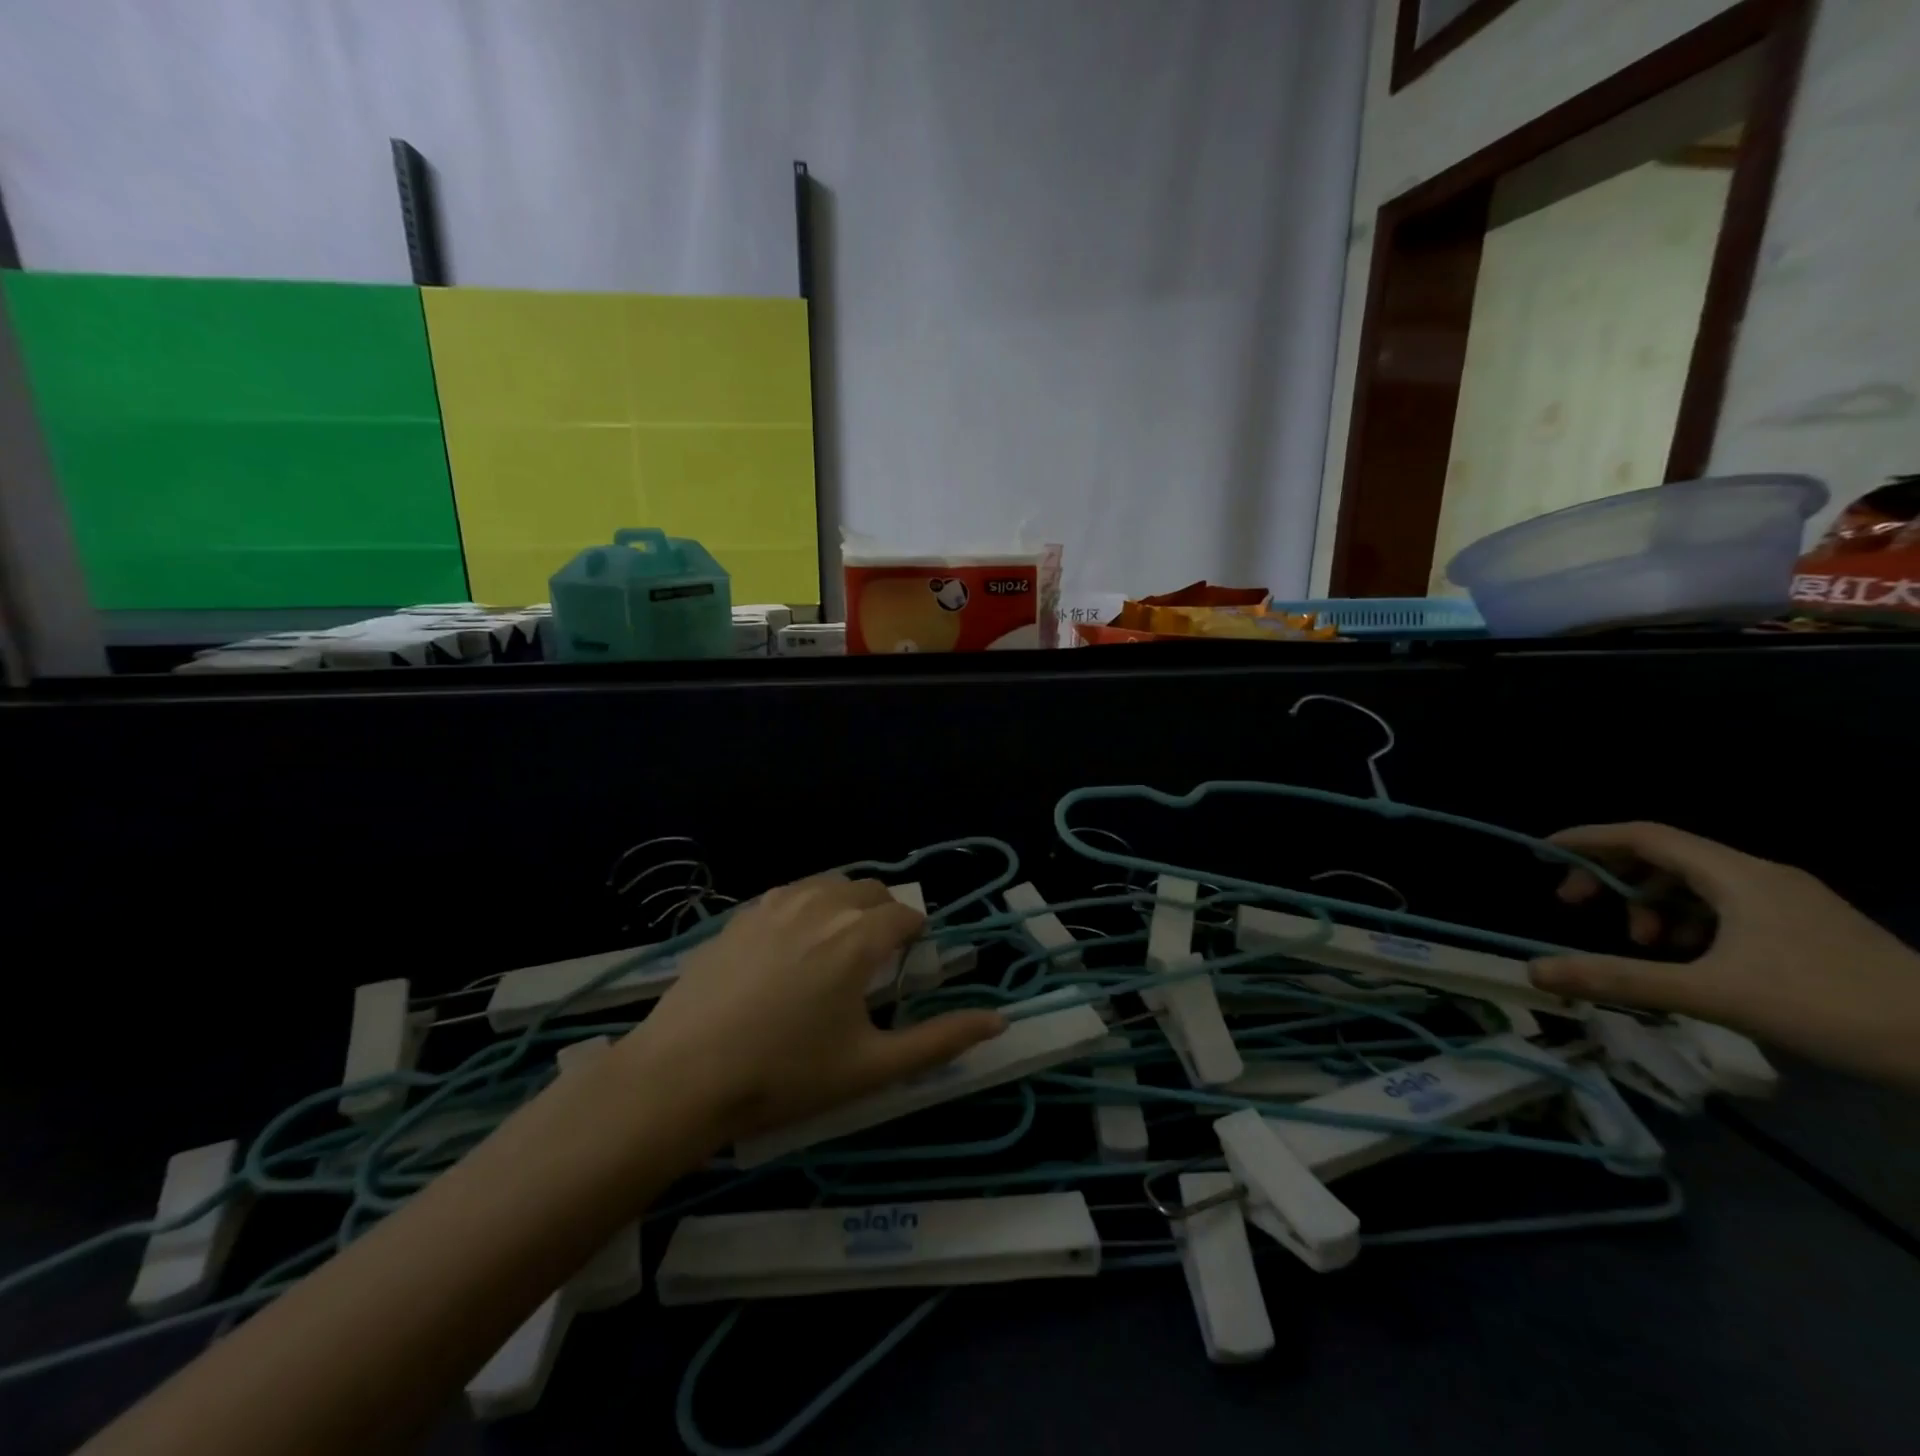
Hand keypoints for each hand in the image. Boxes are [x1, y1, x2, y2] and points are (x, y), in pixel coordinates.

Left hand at [614, 875, 1005, 1143]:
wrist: (681, 1077)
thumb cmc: (785, 1075)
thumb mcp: (871, 1067)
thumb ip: (940, 1041)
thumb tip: (998, 1021)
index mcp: (858, 936)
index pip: (906, 914)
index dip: (914, 937)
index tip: (907, 966)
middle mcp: (821, 904)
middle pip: (870, 890)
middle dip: (883, 915)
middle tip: (873, 962)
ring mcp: (774, 903)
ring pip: (829, 885)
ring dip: (845, 906)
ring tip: (833, 952)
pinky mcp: (740, 914)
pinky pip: (789, 895)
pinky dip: (805, 909)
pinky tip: (787, 951)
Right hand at [1529, 822, 1919, 1089]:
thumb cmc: (1828, 1008)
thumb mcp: (1711, 995)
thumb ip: (1618, 978)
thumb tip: (1534, 970)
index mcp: (1737, 876)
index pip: (1644, 836)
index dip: (1588, 839)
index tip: (1543, 854)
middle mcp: (1760, 875)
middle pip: (1665, 857)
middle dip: (1613, 878)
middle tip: (1577, 907)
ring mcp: (1788, 901)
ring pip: (1695, 884)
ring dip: (1651, 906)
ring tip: (1641, 945)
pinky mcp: (1805, 927)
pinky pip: (1725, 906)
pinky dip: (1688, 922)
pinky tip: (1688, 957)